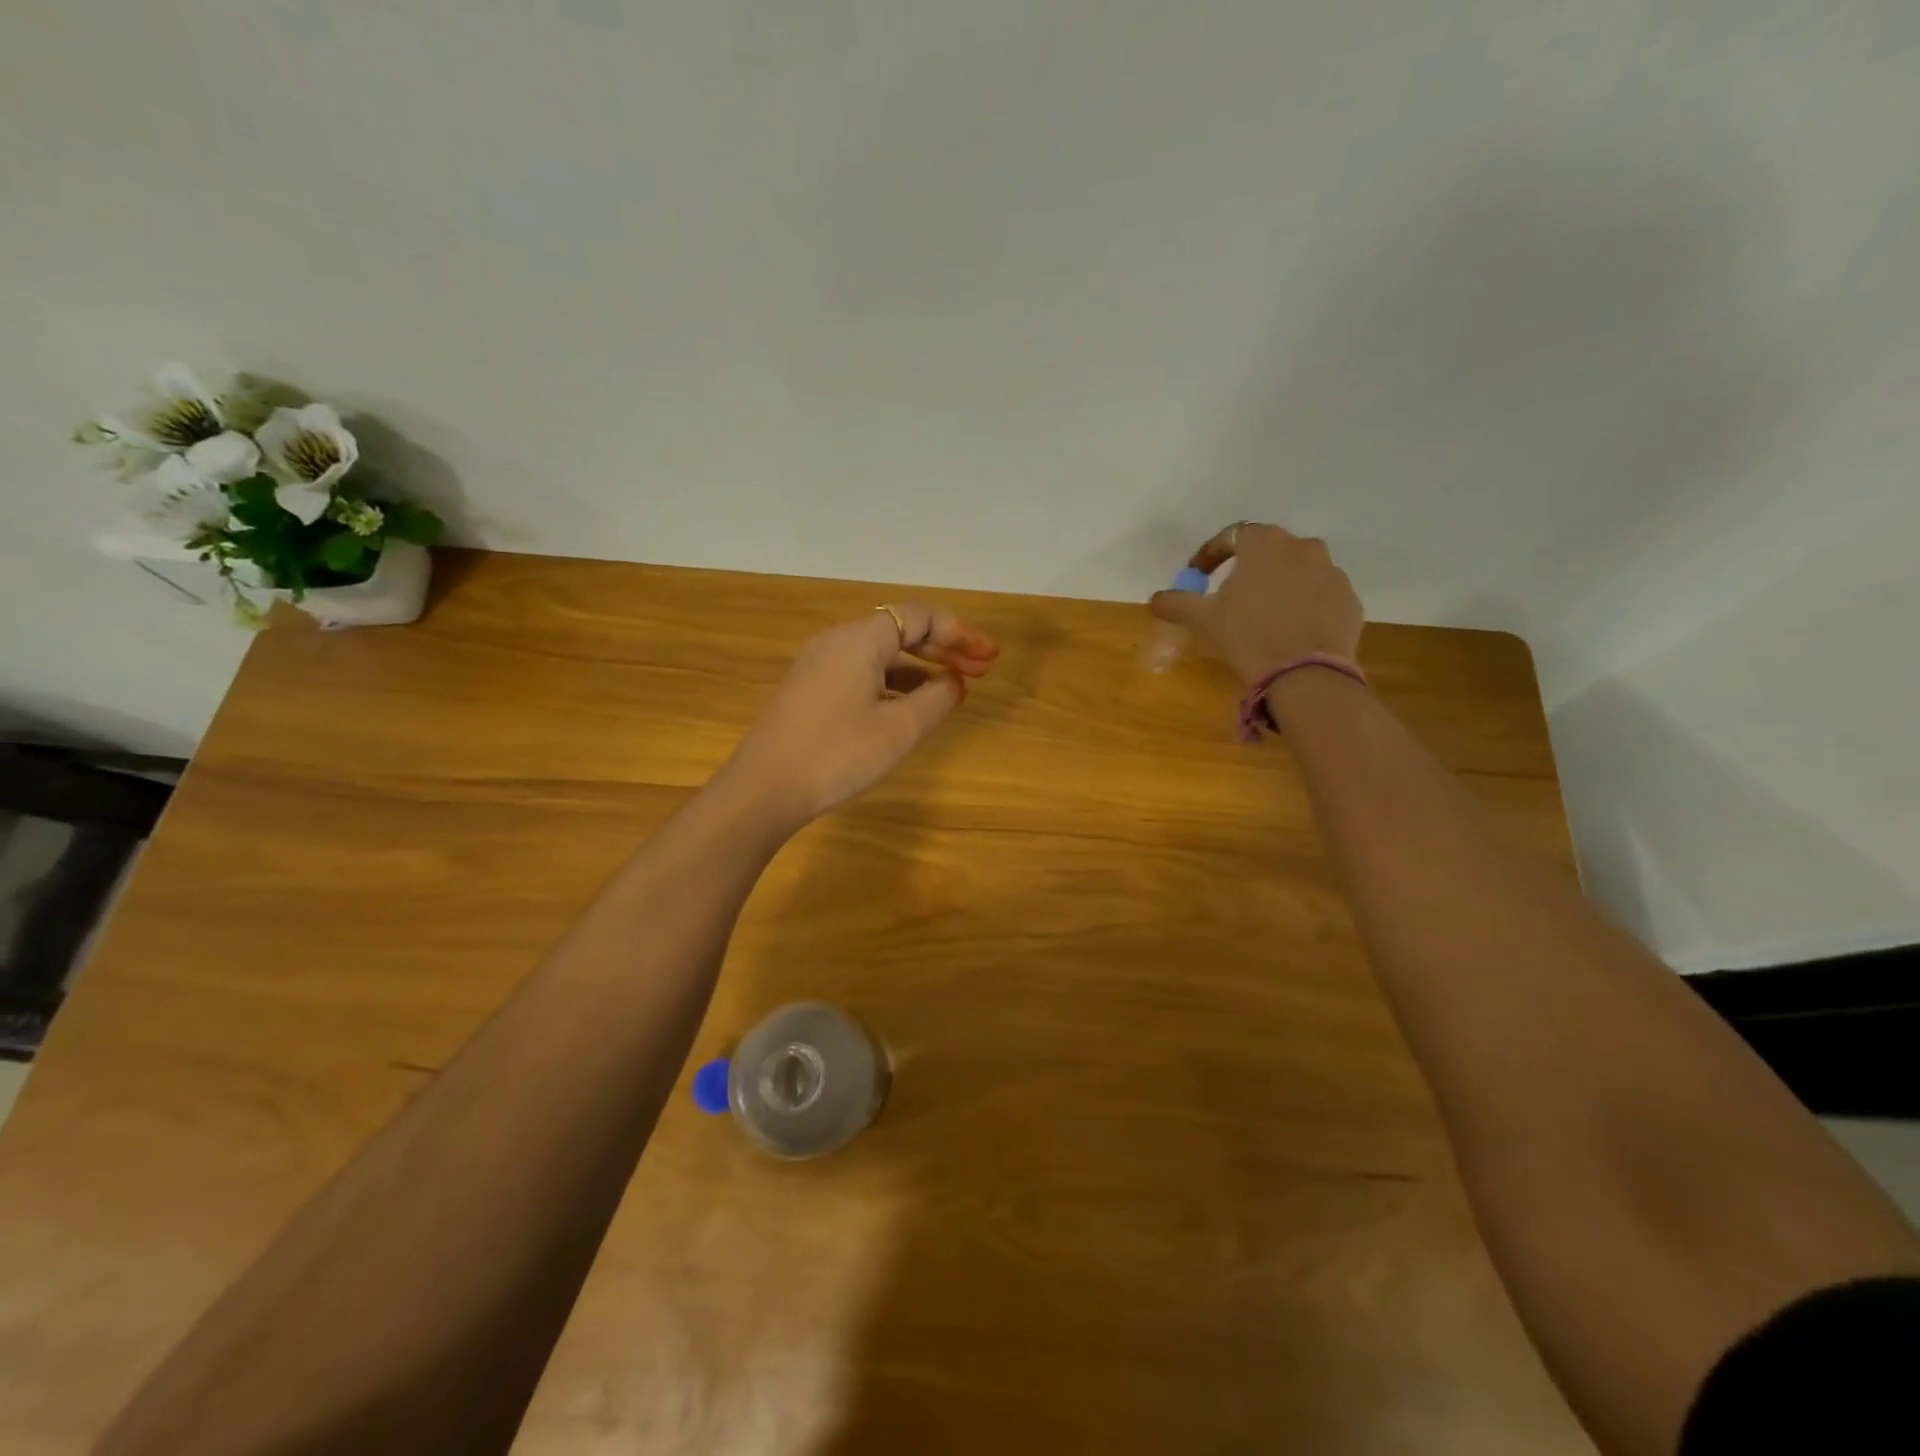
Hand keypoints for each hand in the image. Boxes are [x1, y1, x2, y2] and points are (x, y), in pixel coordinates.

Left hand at [724, 604, 998, 829]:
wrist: (764, 789)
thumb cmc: (838, 754)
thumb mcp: (900, 729)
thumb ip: (938, 699)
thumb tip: (954, 682)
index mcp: (861, 639)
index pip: (920, 617)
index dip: (960, 633)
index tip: (989, 657)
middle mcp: (837, 641)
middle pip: (901, 630)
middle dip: (944, 648)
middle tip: (981, 669)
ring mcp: (819, 665)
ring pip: (881, 653)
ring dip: (920, 666)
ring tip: (951, 689)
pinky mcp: (810, 689)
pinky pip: (862, 671)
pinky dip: (893, 682)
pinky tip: (908, 706)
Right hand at [1149, 523, 1363, 685]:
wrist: (1305, 674)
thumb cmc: (1247, 635)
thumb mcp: (1203, 619)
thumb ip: (1177, 603)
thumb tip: (1155, 599)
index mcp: (1265, 544)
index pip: (1232, 536)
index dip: (1211, 555)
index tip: (1197, 575)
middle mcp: (1303, 547)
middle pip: (1269, 550)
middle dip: (1249, 568)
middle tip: (1232, 594)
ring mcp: (1332, 573)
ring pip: (1299, 572)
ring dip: (1280, 585)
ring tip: (1264, 615)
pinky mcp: (1349, 600)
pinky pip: (1320, 595)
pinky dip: (1305, 605)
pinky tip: (1291, 631)